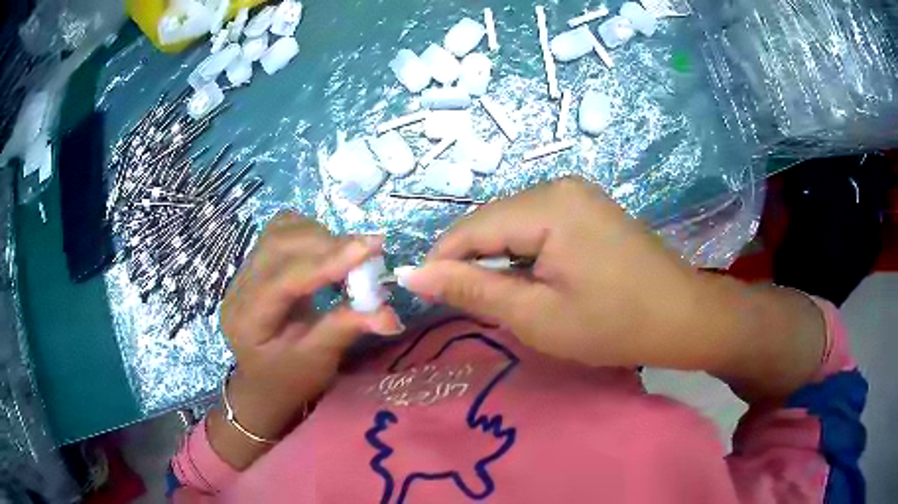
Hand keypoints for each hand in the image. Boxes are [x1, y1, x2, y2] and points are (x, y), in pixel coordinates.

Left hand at [211, 212, 401, 467]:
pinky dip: (310, 233)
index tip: (370, 248)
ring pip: (280, 231)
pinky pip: (282, 230)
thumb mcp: (317, 361)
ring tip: (349, 254)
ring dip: (319, 236)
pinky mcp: (257, 261)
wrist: (265, 382)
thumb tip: (391, 315)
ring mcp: (244, 270)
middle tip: (369, 253)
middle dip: (327, 244)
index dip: (327, 261)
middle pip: (279, 245)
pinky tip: (327, 251)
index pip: (284, 279)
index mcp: (247, 319)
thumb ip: (346, 328)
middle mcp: (239, 287)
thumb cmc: (290, 379)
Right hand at [400, 177, 707, 368]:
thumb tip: (413, 276)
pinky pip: (537, 224)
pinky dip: (522, 253)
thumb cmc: (613, 324)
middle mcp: (558, 185)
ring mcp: (576, 193)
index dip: (441, 260)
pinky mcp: (587, 207)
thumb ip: (472, 291)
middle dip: (470, 261)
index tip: (421, 294)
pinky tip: (530, 279)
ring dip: (496, 259)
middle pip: (492, 221)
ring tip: (499, 296)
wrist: (682, 317)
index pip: (472, 228)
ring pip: (513, 223)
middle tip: (465, 305)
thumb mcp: (536, 316)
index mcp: (548, 205)